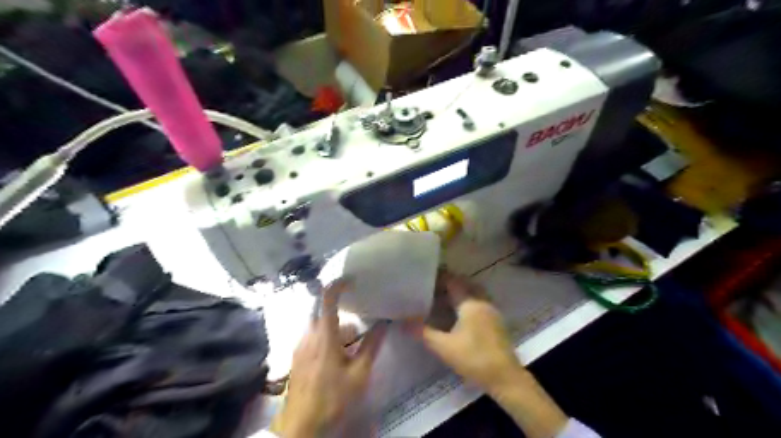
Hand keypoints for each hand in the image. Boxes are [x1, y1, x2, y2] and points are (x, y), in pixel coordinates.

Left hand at [273, 280, 386, 437]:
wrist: (301, 426)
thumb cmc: (333, 398)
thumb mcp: (359, 374)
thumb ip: (371, 346)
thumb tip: (383, 324)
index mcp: (324, 335)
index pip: (327, 298)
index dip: (338, 284)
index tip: (353, 279)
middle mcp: (308, 335)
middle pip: (322, 309)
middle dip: (339, 307)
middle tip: (357, 310)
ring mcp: (300, 346)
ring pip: (317, 323)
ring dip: (334, 324)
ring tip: (352, 336)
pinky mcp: (297, 356)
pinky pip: (312, 335)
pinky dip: (326, 334)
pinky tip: (337, 352)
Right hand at [402, 269, 523, 392]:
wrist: (505, 378)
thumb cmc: (474, 359)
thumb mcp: (444, 347)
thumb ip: (423, 332)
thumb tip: (403, 322)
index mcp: (470, 303)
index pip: (453, 281)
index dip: (439, 277)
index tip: (425, 278)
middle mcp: (482, 301)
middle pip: (464, 284)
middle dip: (449, 283)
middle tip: (431, 289)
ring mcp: (491, 310)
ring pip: (473, 292)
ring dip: (460, 292)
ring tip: (442, 300)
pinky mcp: (496, 320)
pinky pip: (479, 302)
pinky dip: (467, 301)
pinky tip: (458, 314)